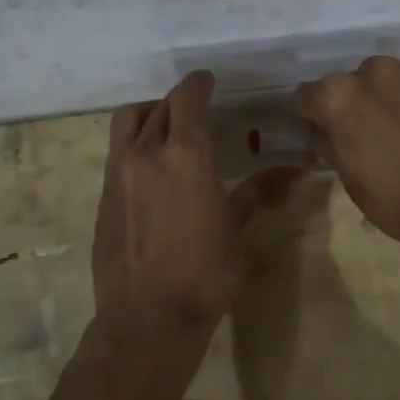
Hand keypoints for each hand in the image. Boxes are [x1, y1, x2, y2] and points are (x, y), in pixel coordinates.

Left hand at [92, 71, 292, 333]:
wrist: (147, 319)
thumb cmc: (204, 273)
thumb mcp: (236, 229)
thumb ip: (258, 192)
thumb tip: (296, 172)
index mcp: (184, 155)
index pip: (187, 99)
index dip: (198, 84)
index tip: (208, 80)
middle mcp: (145, 154)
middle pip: (157, 108)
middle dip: (177, 102)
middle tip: (195, 110)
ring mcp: (117, 175)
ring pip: (128, 124)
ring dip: (149, 116)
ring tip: (167, 131)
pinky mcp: (103, 198)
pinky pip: (117, 154)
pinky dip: (135, 147)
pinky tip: (152, 171)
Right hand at [294, 57, 399, 248]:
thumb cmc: (395, 199)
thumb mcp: (349, 178)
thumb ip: (333, 145)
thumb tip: (327, 135)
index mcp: (340, 95)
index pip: (308, 95)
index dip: (311, 114)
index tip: (319, 129)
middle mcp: (376, 72)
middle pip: (354, 81)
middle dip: (356, 101)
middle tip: (366, 131)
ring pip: (392, 79)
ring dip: (391, 97)